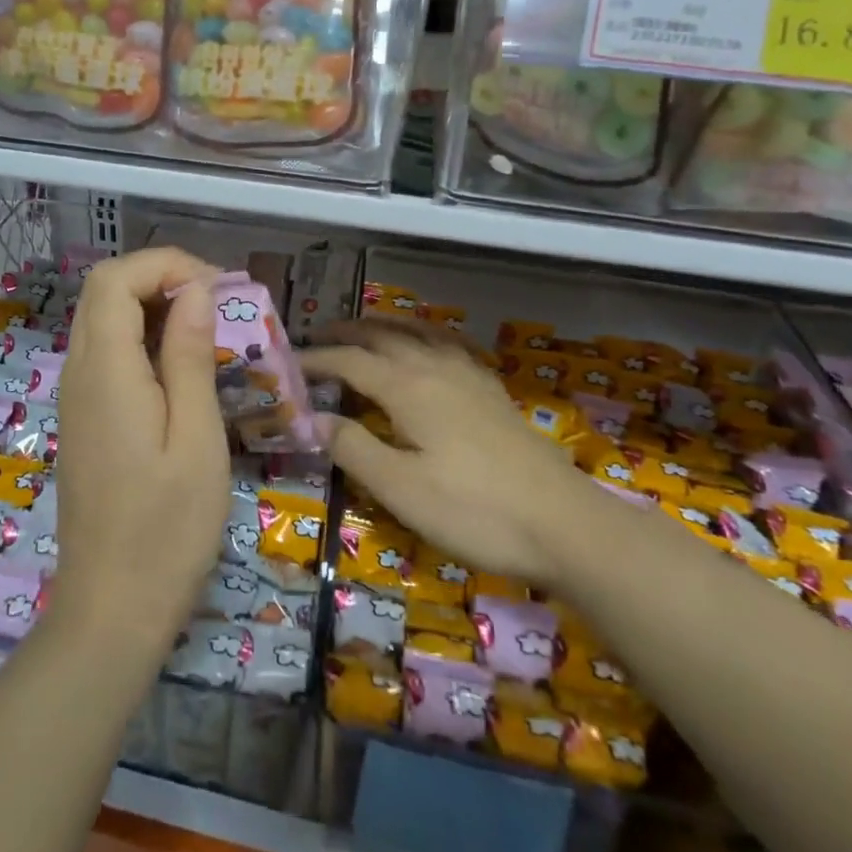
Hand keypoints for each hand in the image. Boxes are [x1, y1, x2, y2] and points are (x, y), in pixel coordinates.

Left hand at [52, 248, 229, 646]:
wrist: (111, 610)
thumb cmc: (166, 530)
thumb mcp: (196, 439)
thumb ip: (190, 356)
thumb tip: (196, 291)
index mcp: (104, 370)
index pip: (115, 279)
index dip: (165, 265)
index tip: (218, 288)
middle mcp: (78, 372)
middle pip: (104, 291)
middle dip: (161, 278)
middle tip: (219, 304)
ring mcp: (75, 396)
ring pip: (103, 319)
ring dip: (153, 307)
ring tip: (209, 330)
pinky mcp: (83, 418)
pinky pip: (105, 353)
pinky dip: (142, 338)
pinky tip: (181, 367)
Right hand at [302, 321, 593, 583]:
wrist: (565, 525)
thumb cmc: (474, 511)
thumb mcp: (401, 489)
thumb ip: (354, 448)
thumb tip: (314, 418)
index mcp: (408, 387)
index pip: (349, 361)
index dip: (315, 359)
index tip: (286, 363)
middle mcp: (435, 368)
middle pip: (383, 336)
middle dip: (346, 333)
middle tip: (317, 336)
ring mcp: (469, 377)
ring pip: (418, 333)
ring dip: (385, 326)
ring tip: (365, 329)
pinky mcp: (492, 392)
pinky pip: (448, 345)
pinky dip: (424, 335)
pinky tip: (430, 349)